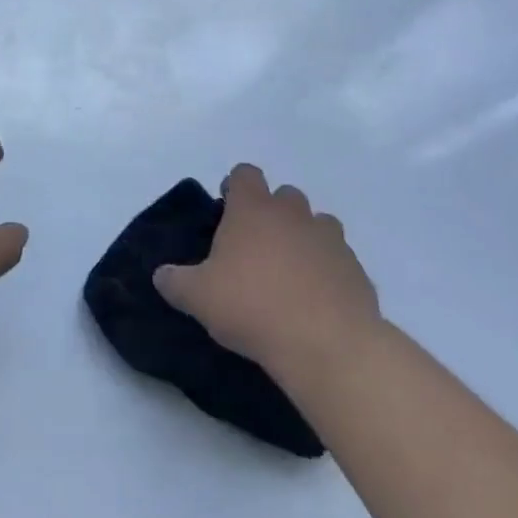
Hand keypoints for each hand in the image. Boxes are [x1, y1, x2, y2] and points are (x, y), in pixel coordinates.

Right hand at [153, 164, 380, 374]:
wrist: (327, 344)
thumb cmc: (252, 307)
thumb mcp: (198, 297)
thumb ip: (175, 281)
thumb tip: (161, 275)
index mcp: (253, 208)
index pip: (245, 173)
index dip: (236, 187)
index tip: (228, 210)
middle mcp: (293, 213)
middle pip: (285, 195)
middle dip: (272, 213)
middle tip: (257, 248)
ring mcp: (329, 239)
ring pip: (317, 224)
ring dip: (304, 239)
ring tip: (291, 274)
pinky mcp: (356, 269)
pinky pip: (339, 260)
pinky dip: (328, 271)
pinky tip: (317, 301)